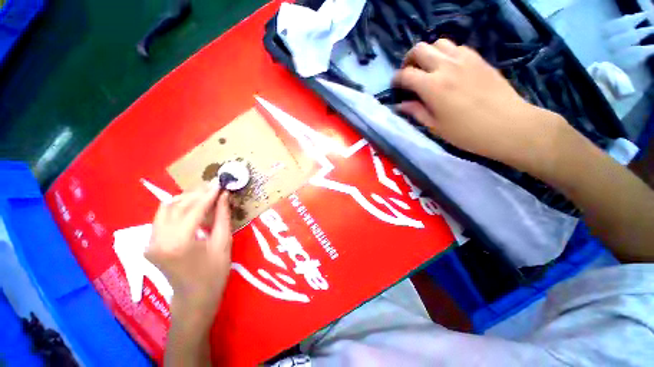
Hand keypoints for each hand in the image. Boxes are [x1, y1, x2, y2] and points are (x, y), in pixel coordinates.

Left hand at [146, 183, 231, 316]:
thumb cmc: (214, 273)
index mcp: (179, 243)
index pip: (193, 209)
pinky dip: (177, 207)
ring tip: (205, 194)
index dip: (208, 194)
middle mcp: (159, 240)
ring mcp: (151, 242)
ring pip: (166, 209)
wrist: (194, 298)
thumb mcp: (223, 243)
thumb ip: (222, 217)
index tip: (219, 183)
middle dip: (196, 193)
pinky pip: (162, 217)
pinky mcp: (151, 243)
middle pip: (176, 206)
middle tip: (214, 186)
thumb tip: (224, 196)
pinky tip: (192, 206)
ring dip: (185, 198)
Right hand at [393, 39, 566, 170]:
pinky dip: (446, 54)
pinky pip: (457, 47)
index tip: (395, 86)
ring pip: (439, 43)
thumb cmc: (467, 132)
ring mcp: (465, 59)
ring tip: (428, 69)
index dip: (396, 79)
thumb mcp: (435, 126)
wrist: (509, 126)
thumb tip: (400, 105)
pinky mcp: (478, 59)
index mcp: (432, 86)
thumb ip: (416, 111)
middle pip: (420, 49)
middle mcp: (446, 66)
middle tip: (409, 74)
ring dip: (428, 54)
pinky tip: (448, 68)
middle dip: (409, 60)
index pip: (406, 74)